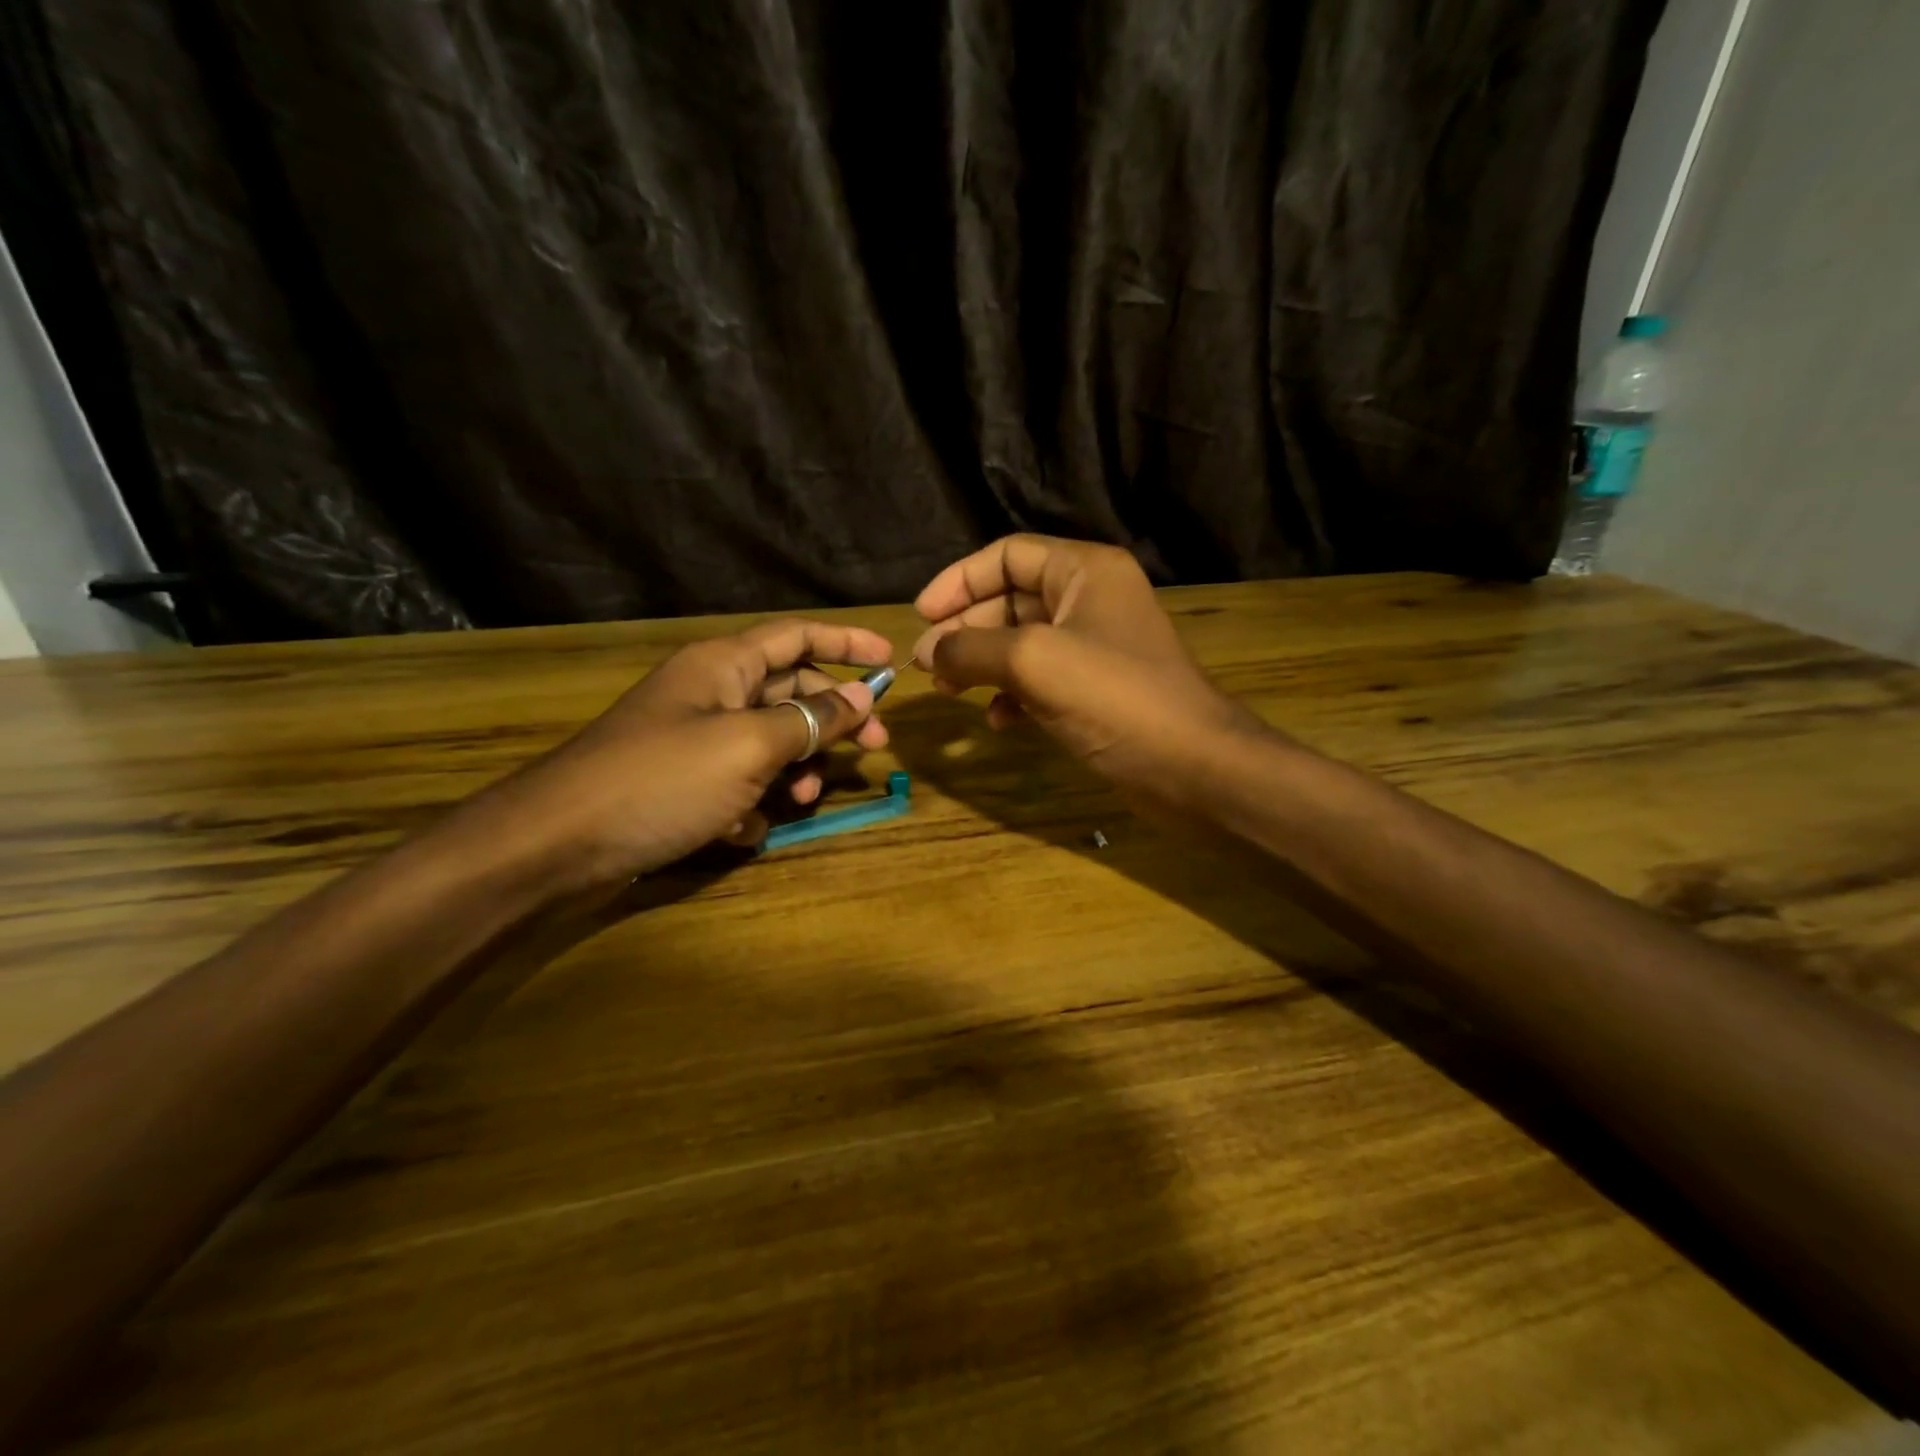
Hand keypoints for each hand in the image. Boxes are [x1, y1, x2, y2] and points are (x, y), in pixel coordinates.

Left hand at [483, 619, 892, 885]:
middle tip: (876, 746)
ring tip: (803, 798)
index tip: (891, 661)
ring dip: (795, 768)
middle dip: (834, 718)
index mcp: (723, 666)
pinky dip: (752, 804)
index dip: (846, 642)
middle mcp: (710, 694)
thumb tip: (863, 696)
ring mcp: (694, 742)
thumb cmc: (662, 780)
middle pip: (790, 692)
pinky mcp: (682, 785)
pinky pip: (737, 783)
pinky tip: (745, 828)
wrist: (558, 845)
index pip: (797, 636)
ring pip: (768, 743)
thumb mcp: (749, 745)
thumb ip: (811, 720)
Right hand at [910, 535, 1253, 805]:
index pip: (1007, 556)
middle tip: (925, 664)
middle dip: (965, 629)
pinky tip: (998, 722)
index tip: (920, 616)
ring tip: (948, 691)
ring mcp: (1096, 646)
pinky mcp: (1098, 689)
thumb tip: (926, 651)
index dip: (959, 581)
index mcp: (1084, 571)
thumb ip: (971, 648)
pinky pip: (1042, 679)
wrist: (1193, 767)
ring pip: (1022, 642)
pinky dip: (1014, 694)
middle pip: (1010, 598)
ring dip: (982, 663)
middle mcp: (1091, 598)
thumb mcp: (1033, 662)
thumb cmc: (1115, 698)